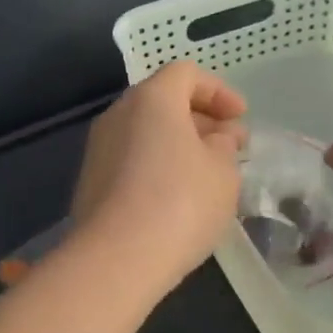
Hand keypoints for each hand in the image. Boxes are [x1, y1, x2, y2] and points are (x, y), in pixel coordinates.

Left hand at [70, 61, 247, 295]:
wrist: (115, 258)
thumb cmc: (180, 203)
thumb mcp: (222, 172)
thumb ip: (224, 146)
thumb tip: (217, 138)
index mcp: (152, 99)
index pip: (186, 74)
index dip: (218, 91)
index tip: (241, 118)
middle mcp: (119, 113)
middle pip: (163, 100)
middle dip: (200, 118)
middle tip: (230, 146)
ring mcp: (99, 147)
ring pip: (145, 130)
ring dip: (179, 143)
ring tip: (208, 172)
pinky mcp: (91, 179)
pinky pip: (131, 157)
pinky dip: (157, 163)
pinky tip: (178, 194)